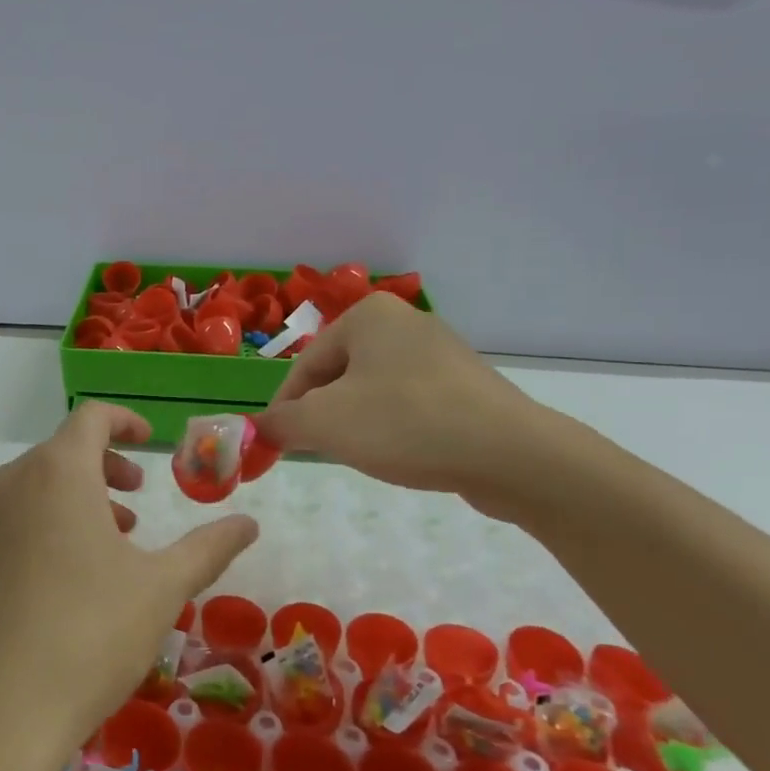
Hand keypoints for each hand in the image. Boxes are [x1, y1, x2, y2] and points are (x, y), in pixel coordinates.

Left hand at [0, 403, 258, 770]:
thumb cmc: (89, 635)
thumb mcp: (162, 588)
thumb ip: (209, 547)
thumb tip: (249, 523)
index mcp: (57, 472)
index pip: (90, 418)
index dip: (125, 421)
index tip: (151, 440)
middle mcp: (13, 485)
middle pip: (64, 451)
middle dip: (108, 466)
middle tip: (139, 499)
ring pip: (40, 487)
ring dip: (82, 498)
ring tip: (116, 542)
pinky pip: (19, 520)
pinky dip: (53, 524)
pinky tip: (76, 579)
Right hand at [256, 293, 558, 512]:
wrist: (511, 454)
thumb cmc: (405, 423)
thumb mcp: (325, 423)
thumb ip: (281, 422)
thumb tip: (258, 427)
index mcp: (367, 316)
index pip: (305, 365)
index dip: (284, 407)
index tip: (274, 444)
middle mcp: (403, 322)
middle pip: (338, 375)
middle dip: (322, 414)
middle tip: (317, 451)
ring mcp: (440, 352)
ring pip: (373, 390)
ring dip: (356, 422)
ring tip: (362, 454)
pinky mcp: (466, 384)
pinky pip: (410, 402)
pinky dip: (393, 426)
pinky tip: (402, 452)